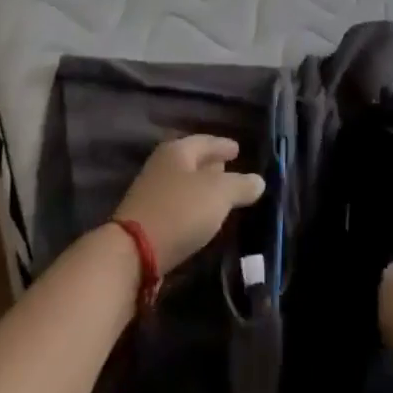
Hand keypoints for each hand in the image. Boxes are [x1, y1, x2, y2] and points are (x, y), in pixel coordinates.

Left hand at [114, 135, 265, 273]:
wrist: (134, 251)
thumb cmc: (180, 211)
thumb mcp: (218, 195)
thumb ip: (240, 185)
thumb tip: (258, 180)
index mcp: (177, 150)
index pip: (205, 141)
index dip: (223, 145)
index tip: (237, 149)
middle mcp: (162, 165)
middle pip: (192, 160)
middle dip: (211, 164)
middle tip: (230, 168)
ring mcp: (152, 191)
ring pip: (184, 182)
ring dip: (201, 187)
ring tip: (220, 194)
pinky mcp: (148, 217)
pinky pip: (177, 203)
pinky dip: (192, 205)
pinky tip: (201, 216)